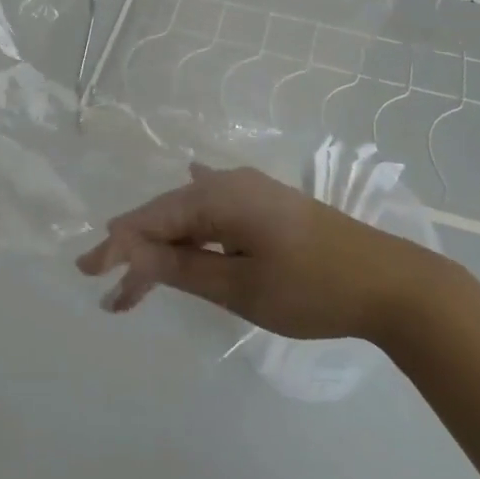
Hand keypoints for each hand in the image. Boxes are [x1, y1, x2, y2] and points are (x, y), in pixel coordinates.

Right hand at [77, 162, 445, 341]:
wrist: (392, 283)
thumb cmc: (312, 288)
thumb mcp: (239, 285)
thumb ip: (181, 266)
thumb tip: (128, 248)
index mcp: (218, 195)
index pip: (151, 218)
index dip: (116, 245)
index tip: (88, 274)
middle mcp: (230, 183)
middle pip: (168, 216)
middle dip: (137, 252)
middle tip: (111, 295)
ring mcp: (252, 192)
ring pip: (191, 218)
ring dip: (165, 249)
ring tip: (139, 281)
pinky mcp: (268, 206)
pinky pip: (215, 215)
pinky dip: (192, 233)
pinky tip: (182, 217)